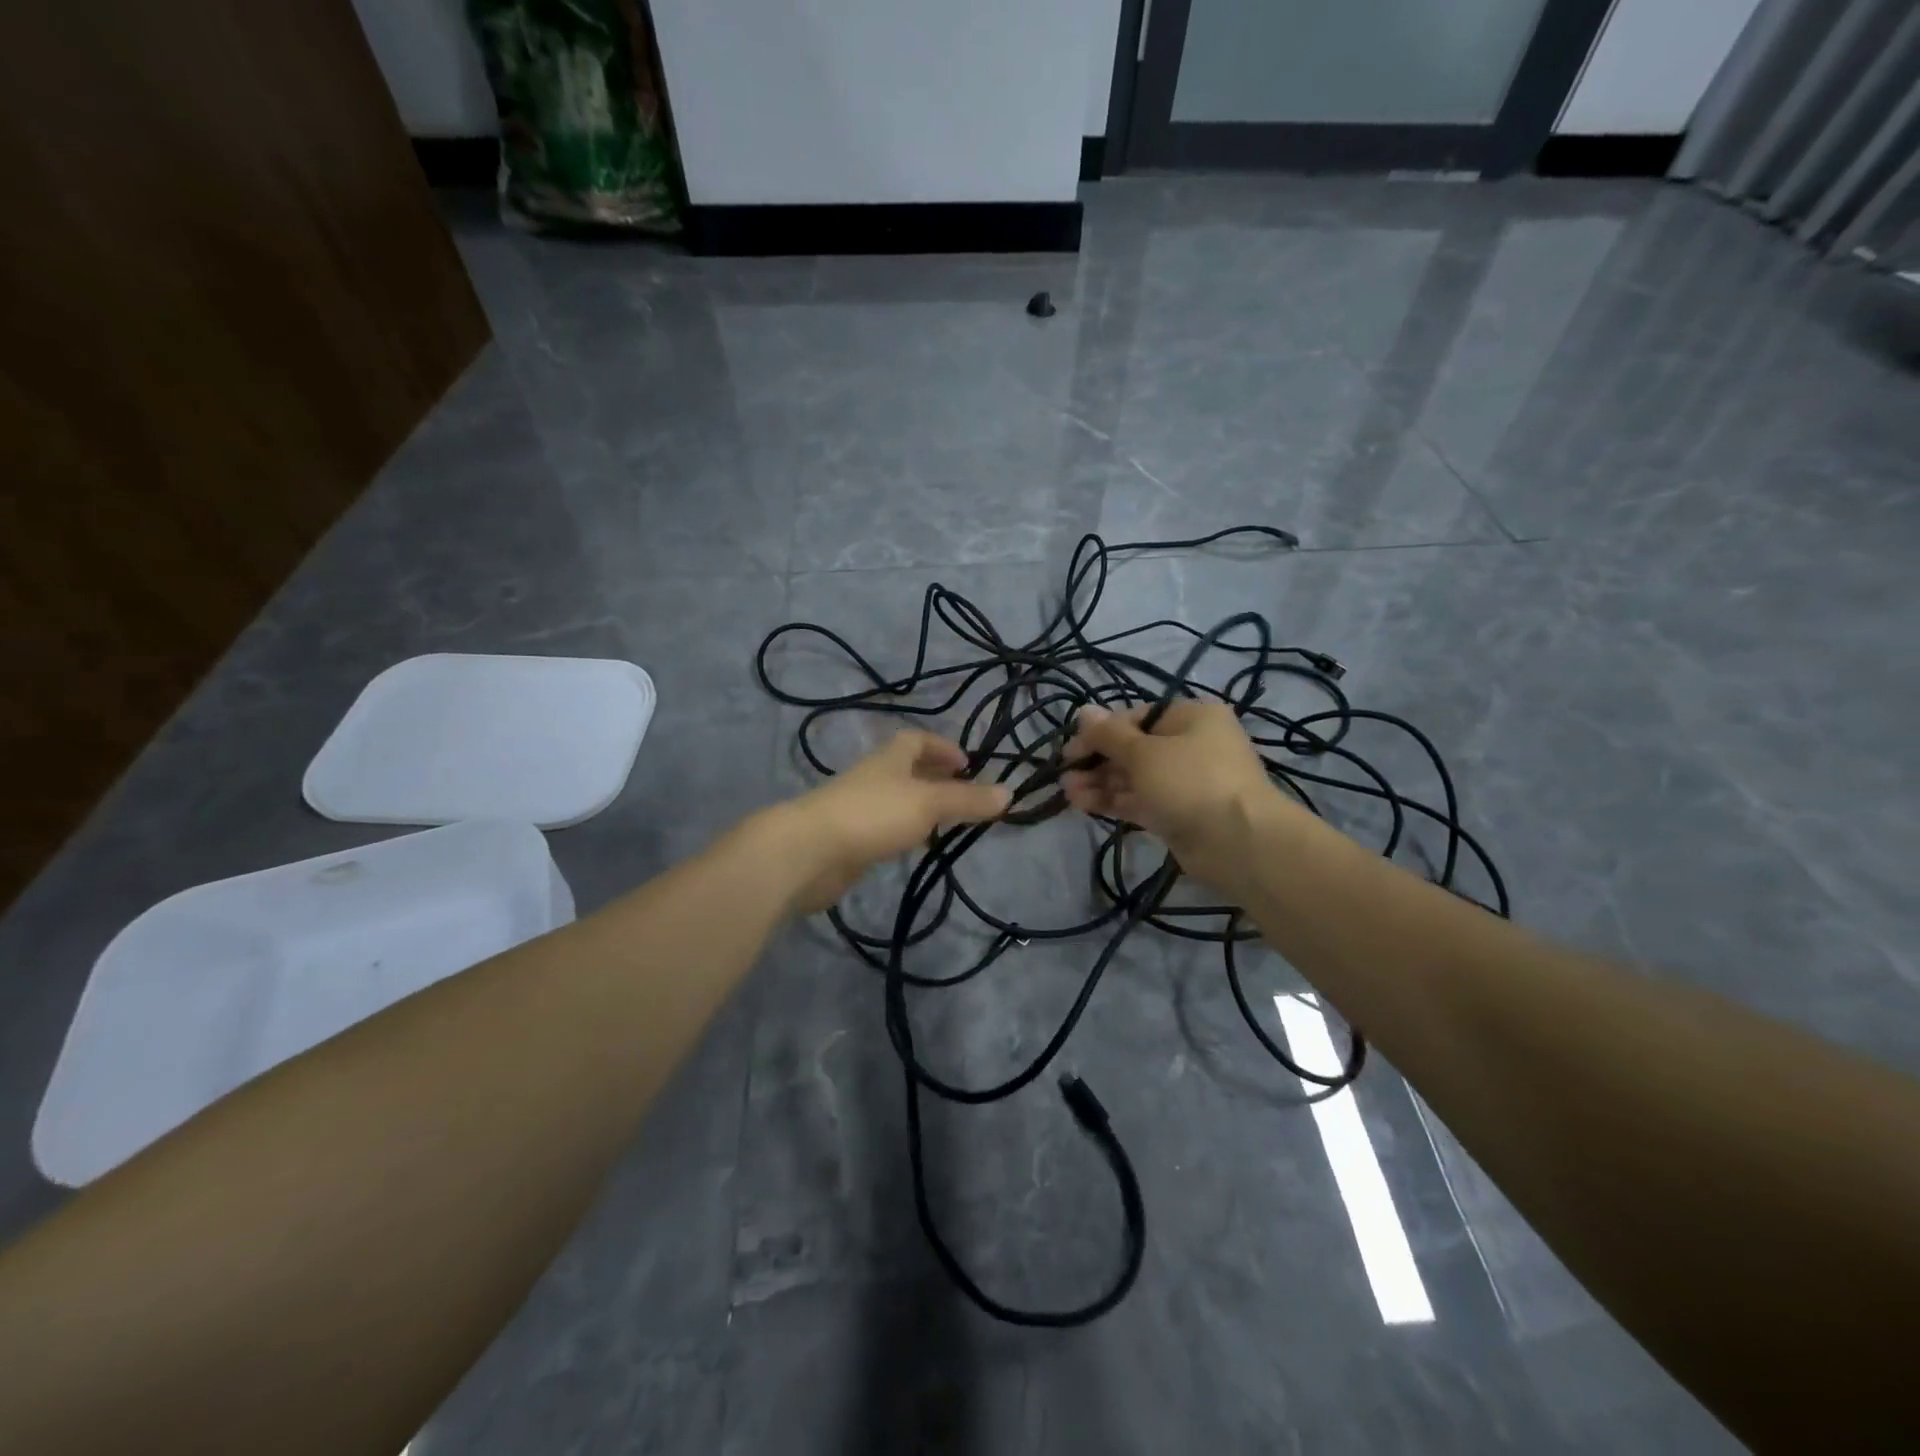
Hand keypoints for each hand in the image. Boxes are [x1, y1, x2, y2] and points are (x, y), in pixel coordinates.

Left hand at [772, 731, 1010, 915]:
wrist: (809, 852)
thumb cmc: (872, 815)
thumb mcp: (928, 803)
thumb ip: (967, 800)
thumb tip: (1010, 793)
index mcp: (889, 759)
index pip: (917, 740)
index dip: (943, 747)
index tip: (967, 764)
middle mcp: (873, 778)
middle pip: (907, 770)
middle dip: (935, 779)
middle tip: (964, 797)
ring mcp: (858, 809)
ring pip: (896, 801)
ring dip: (920, 808)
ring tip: (947, 827)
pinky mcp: (848, 840)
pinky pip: (883, 830)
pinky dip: (903, 833)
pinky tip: (914, 850)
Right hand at [1062, 701, 1291, 891]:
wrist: (1239, 842)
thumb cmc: (1190, 781)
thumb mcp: (1143, 752)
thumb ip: (1109, 735)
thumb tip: (1083, 711)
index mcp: (1190, 717)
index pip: (1135, 718)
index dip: (1100, 732)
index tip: (1070, 750)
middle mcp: (1190, 744)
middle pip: (1133, 748)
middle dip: (1097, 761)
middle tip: (1065, 775)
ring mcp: (1185, 782)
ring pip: (1134, 777)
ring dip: (1100, 782)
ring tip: (1068, 793)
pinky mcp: (1179, 813)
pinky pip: (1141, 801)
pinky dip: (1114, 801)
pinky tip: (1083, 804)